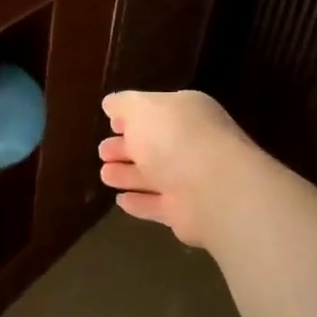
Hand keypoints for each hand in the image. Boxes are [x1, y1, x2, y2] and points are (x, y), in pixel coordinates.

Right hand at [98, 89, 254, 248]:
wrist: (213, 191)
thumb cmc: (174, 139)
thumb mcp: (142, 108)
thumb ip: (124, 104)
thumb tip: (111, 104)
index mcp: (187, 112)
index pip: (157, 111)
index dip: (132, 116)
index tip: (110, 122)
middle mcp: (192, 144)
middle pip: (154, 144)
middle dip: (126, 147)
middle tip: (102, 151)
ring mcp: (191, 180)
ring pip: (153, 176)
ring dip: (128, 175)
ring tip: (105, 175)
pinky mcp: (186, 213)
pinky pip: (156, 205)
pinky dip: (139, 202)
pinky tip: (120, 200)